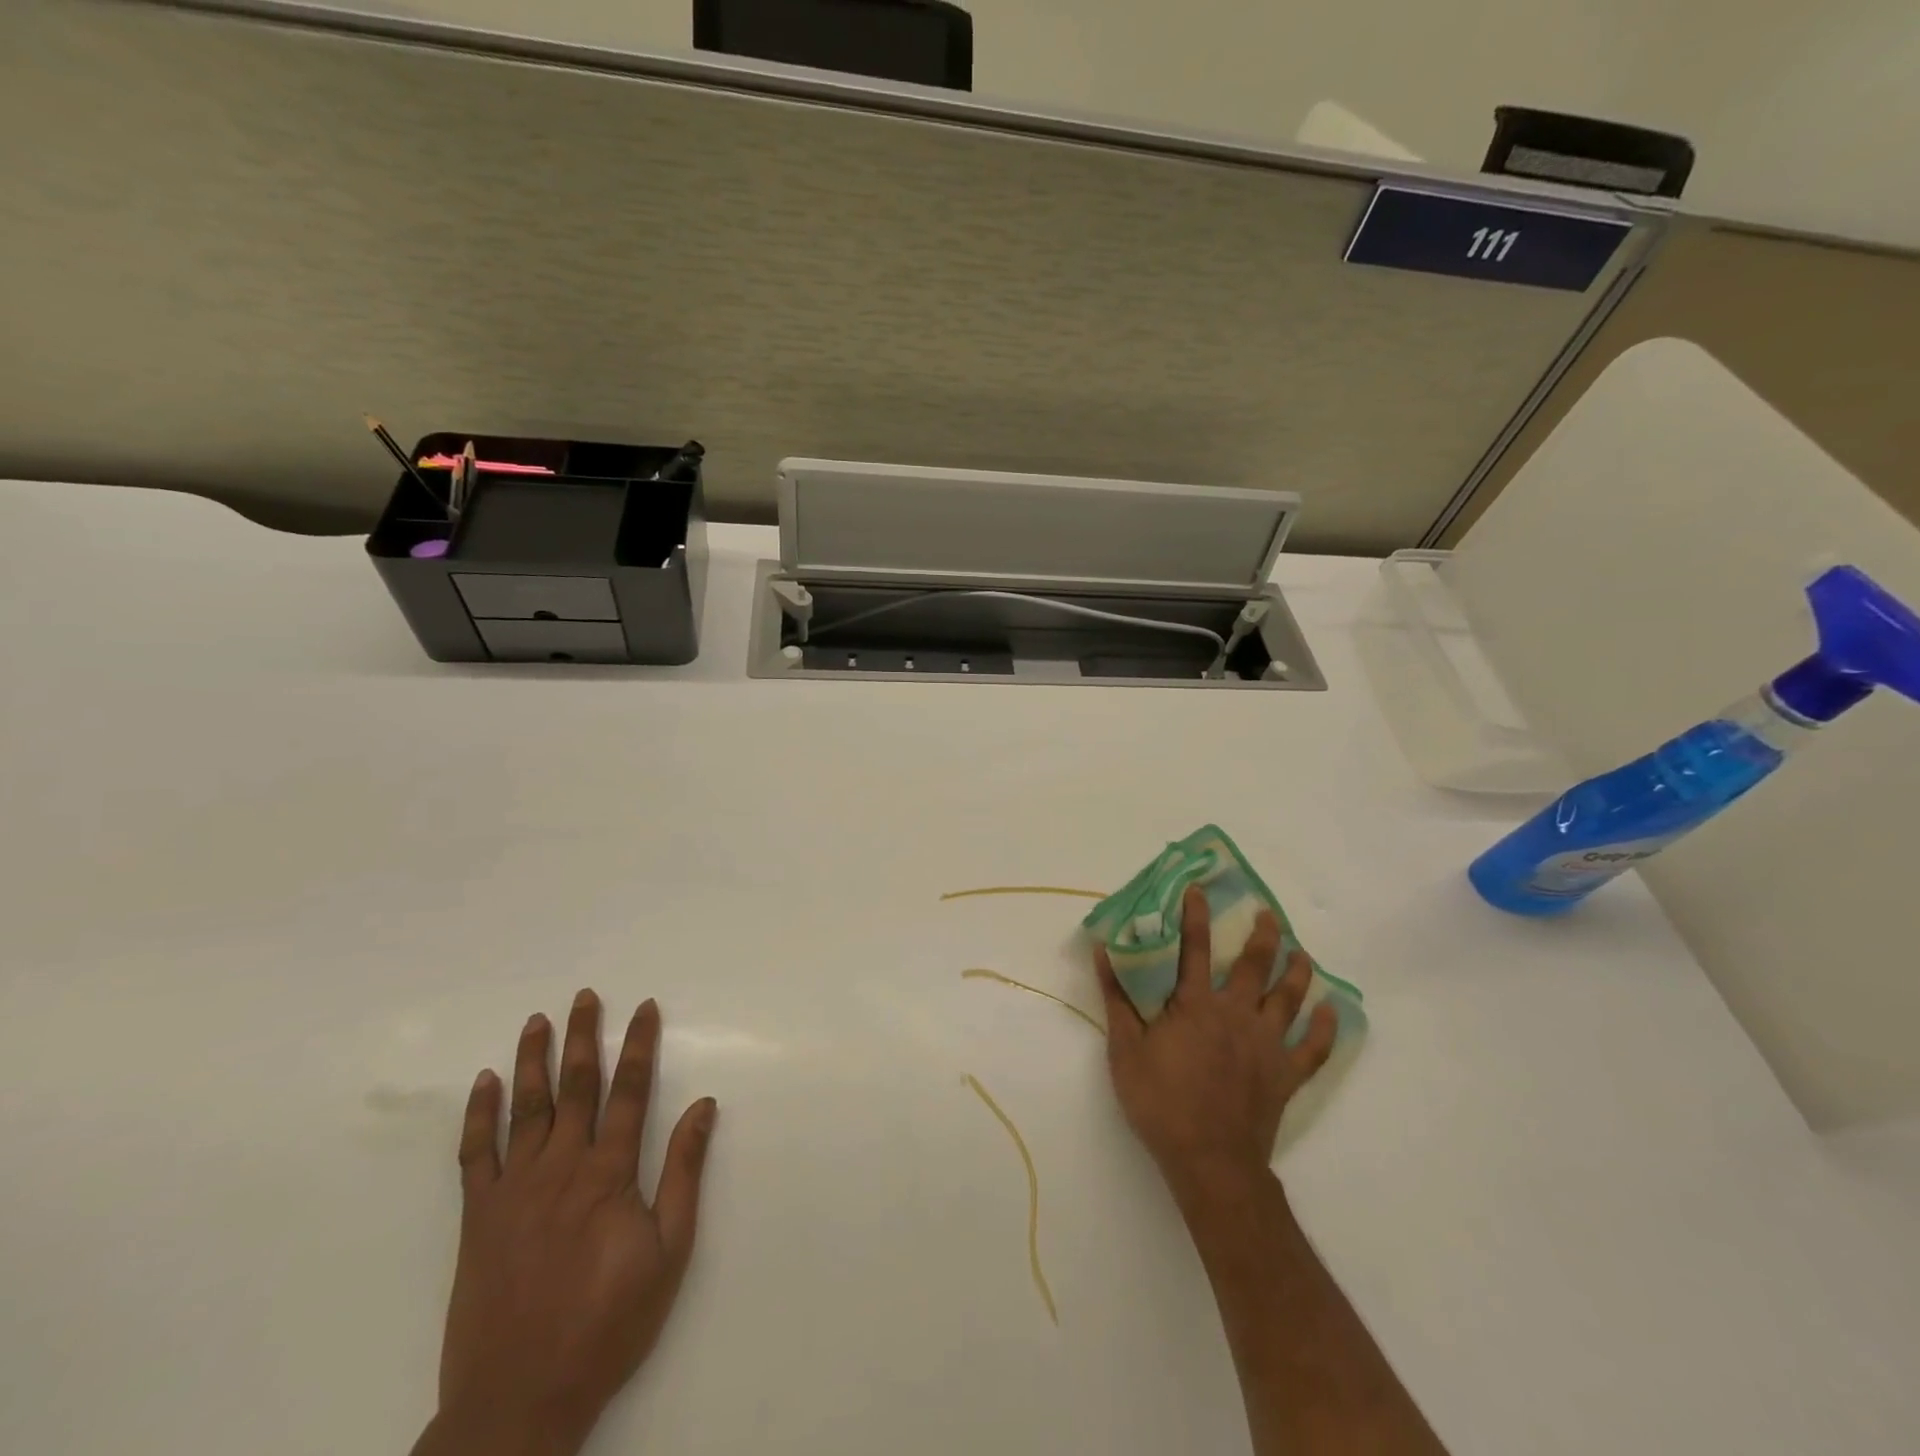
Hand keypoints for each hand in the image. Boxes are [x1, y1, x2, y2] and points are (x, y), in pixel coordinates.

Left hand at [419, 991, 717, 1455]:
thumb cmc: (608, 1323)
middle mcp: (561, 1168)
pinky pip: (475, 1154)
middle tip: (586, 996)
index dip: (640, 1045)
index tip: (645, 1008)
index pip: (630, 1091)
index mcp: (609, 1174)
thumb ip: (683, 1173)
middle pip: (576, 1087)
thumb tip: (704, 1105)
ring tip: (538, 1021)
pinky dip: (479, 1115)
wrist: (519, 1399)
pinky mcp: (477, 1218)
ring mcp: (514, 1190)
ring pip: (525, 1109)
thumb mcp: (668, 1251)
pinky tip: (485, 1083)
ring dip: (533, 1060)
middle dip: (584, 1037)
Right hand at [1094, 886, 1335, 1200]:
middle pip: (1255, 966)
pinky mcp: (1285, 1075)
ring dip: (1298, 972)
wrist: (1209, 1159)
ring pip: (1290, 999)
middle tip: (1269, 914)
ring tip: (1303, 953)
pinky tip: (1331, 1011)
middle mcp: (1235, 1014)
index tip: (1199, 889)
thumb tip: (1103, 953)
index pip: (1195, 949)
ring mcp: (1266, 1044)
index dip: (1196, 916)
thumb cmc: (1160, 1101)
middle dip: (1263, 935)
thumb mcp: (1125, 1049)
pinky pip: (1313, 1048)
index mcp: (1195, 1005)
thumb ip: (1117, 999)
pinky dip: (1325, 1029)